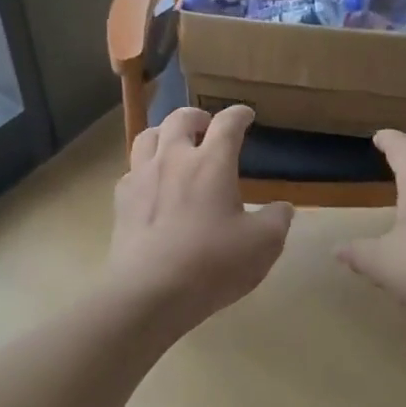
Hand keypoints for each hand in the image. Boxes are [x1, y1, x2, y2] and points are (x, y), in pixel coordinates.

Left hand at [108, 105, 293, 331]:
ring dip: (164, 132)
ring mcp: (142, 176)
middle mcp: (174, 158)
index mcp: (211, 162)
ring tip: (174, 143)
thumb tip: (283, 208)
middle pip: (181, 118)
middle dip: (197, 115)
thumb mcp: (262, 245)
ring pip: (148, 135)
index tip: (246, 114)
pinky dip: (144, 166)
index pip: (227, 123)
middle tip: (207, 124)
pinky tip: (151, 182)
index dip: (238, 114)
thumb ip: (277, 220)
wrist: (149, 291)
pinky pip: (132, 169)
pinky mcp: (122, 199)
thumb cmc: (212, 264)